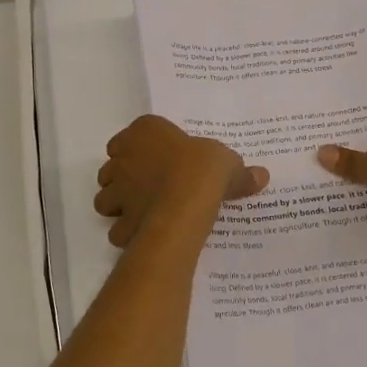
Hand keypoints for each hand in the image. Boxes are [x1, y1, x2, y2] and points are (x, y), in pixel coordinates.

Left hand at [94, 115, 268, 247]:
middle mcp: (123, 157)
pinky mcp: (120, 220)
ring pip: (105, 198)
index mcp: (145, 131)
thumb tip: (261, 175)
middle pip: (112, 167)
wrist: (186, 204)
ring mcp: (117, 190)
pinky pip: (118, 229)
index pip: (132, 135)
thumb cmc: (202, 169)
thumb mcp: (228, 163)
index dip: (141, 148)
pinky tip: (145, 235)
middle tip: (149, 186)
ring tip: (142, 211)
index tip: (158, 159)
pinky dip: (127, 233)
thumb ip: (239, 171)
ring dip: (118, 205)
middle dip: (124, 177)